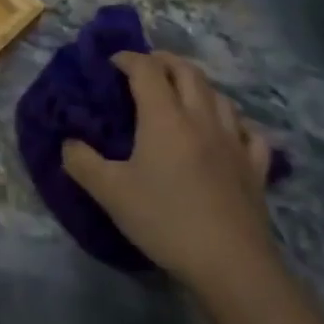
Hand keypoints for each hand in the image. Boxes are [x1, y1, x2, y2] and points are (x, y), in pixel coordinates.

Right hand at [62, 52, 277, 295]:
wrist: (230, 264)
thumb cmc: (165, 220)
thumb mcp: (109, 193)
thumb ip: (82, 162)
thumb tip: (68, 143)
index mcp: (165, 117)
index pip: (147, 70)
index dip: (128, 59)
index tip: (111, 62)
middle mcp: (201, 119)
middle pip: (188, 72)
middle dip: (164, 61)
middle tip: (146, 66)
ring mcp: (234, 142)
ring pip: (220, 96)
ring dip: (197, 85)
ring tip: (182, 92)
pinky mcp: (255, 168)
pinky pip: (249, 132)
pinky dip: (234, 122)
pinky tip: (228, 131)